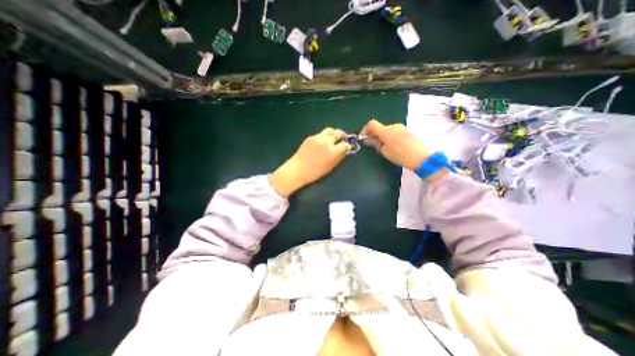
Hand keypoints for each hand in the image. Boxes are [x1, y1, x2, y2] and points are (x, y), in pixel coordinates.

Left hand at [265, 127, 348, 197]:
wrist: (297, 169)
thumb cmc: (315, 172)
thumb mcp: (330, 167)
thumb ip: (339, 157)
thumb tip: (345, 150)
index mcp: (333, 151)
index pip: (345, 144)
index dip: (347, 146)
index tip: (347, 147)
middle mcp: (326, 142)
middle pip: (338, 133)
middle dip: (342, 135)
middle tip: (343, 138)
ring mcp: (318, 138)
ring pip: (329, 130)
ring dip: (333, 133)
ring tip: (333, 138)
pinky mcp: (310, 137)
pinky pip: (320, 134)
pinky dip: (324, 136)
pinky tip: (322, 142)